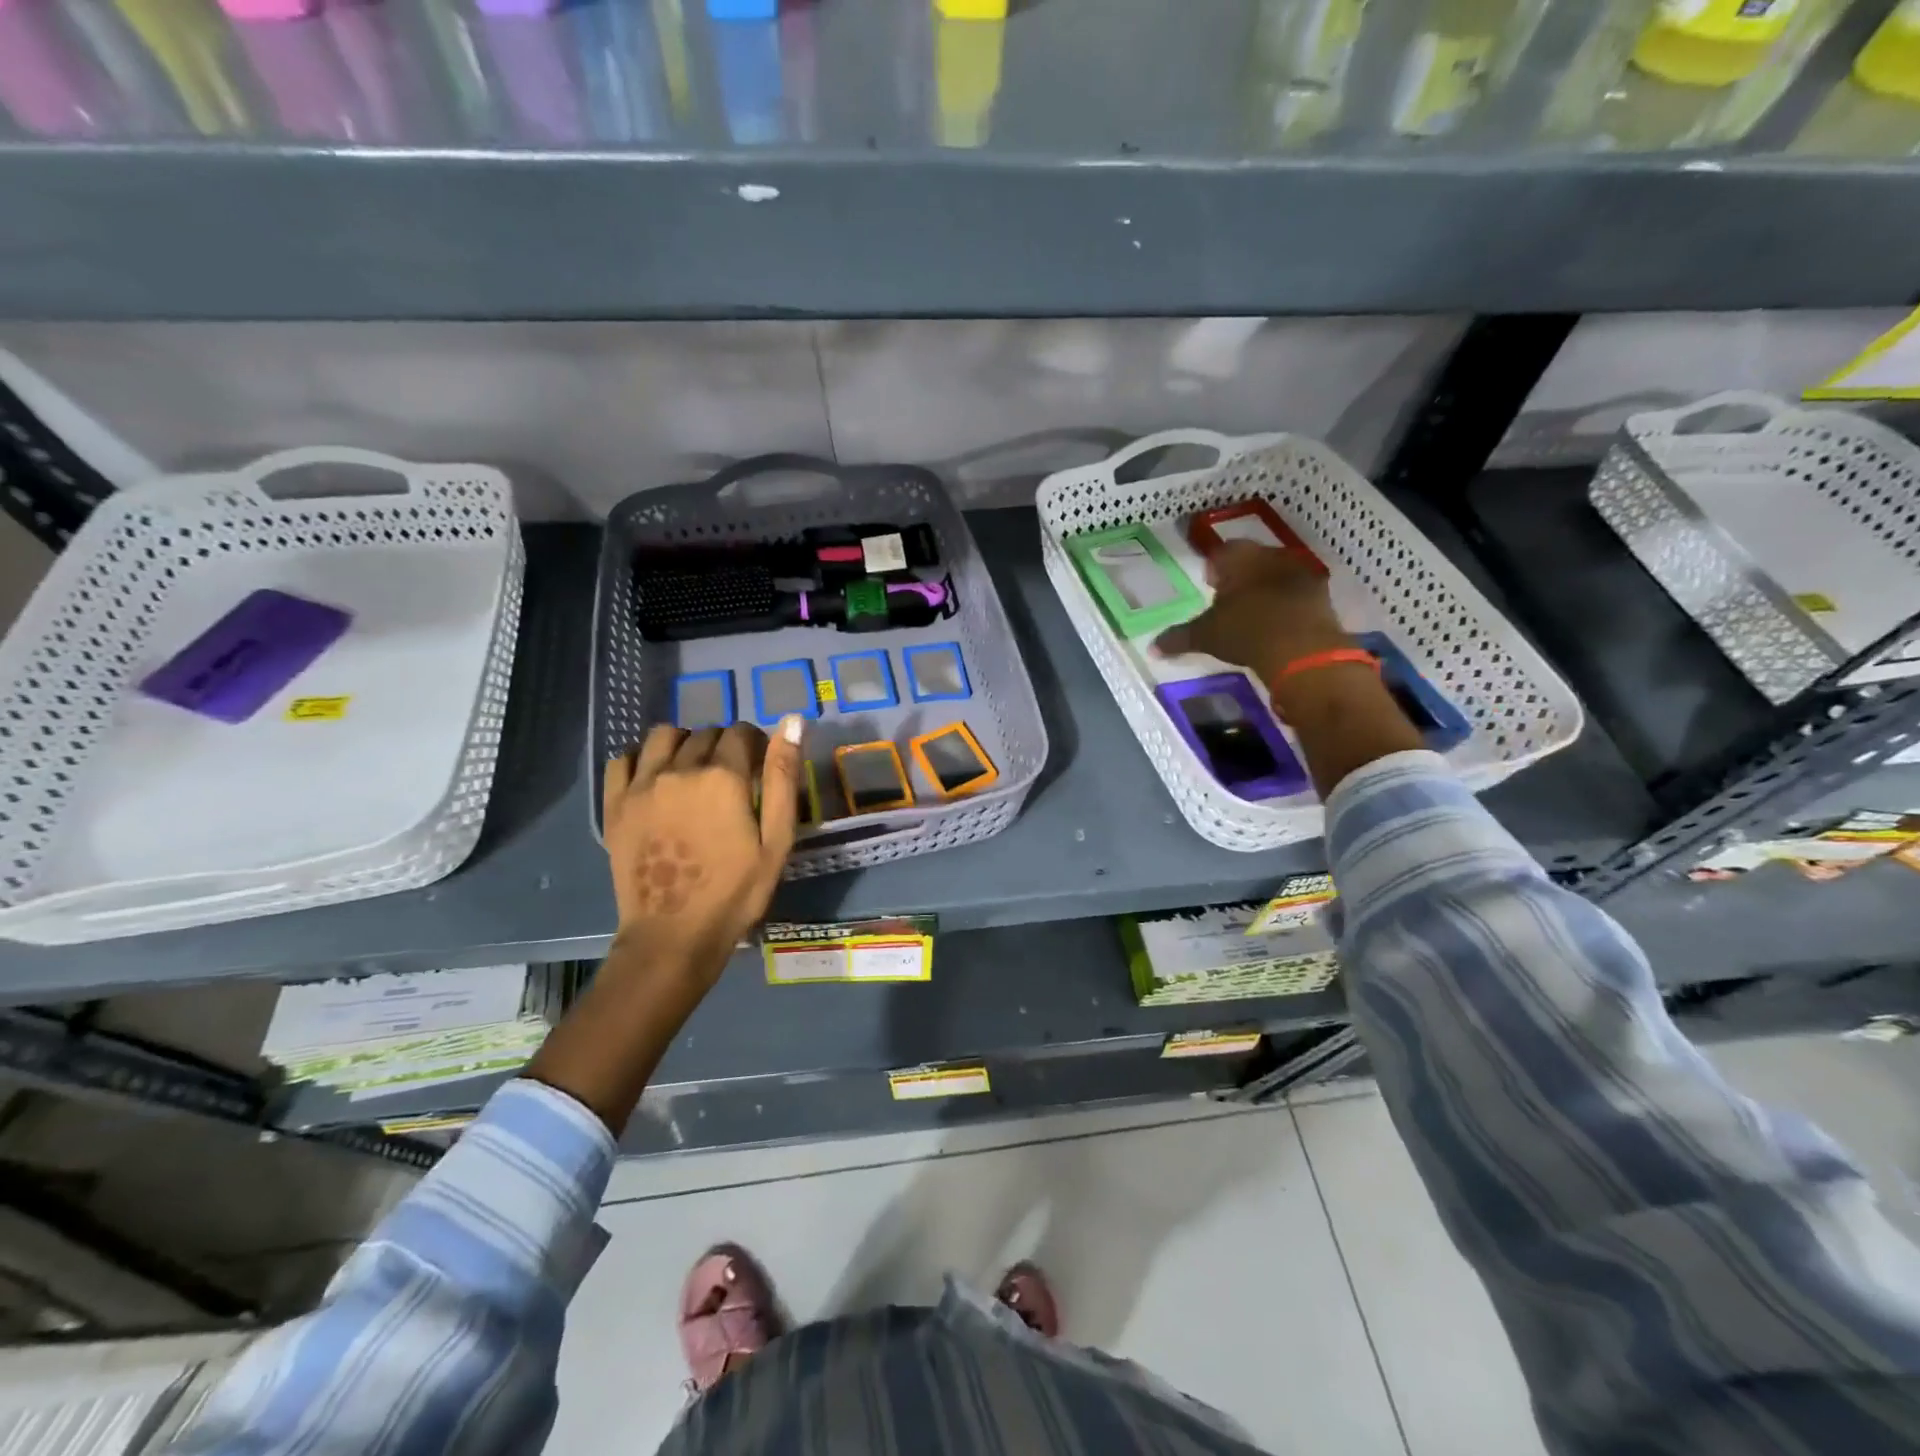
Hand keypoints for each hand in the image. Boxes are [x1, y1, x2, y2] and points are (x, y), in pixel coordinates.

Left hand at [602, 717, 803, 985]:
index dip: (756, 745)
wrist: (673, 936)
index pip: (741, 733)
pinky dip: (643, 759)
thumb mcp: (777, 839)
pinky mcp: (615, 805)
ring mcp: (642, 785)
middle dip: (724, 746)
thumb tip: (792, 721)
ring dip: (684, 744)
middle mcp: (679, 769)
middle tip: (731, 779)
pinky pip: (624, 758)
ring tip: (693, 772)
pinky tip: (656, 779)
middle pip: (705, 733)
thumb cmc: (736, 892)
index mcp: (723, 777)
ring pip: (664, 736)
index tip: (760, 768)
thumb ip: (783, 777)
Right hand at [1153, 541, 1351, 684]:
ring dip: (1266, 587)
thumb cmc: (1245, 630)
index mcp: (1239, 557)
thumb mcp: (1205, 636)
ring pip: (1277, 574)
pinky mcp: (1321, 594)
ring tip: (1255, 612)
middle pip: (1252, 559)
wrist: (1301, 648)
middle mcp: (1271, 555)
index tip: (1211, 585)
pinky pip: (1297, 593)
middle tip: (1230, 599)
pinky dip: (1287, 604)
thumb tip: (1152, 647)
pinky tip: (1279, 623)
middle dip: (1241, 576)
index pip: (1222, 553)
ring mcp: (1301, 572)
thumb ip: (1178, 638)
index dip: (1215, 568)